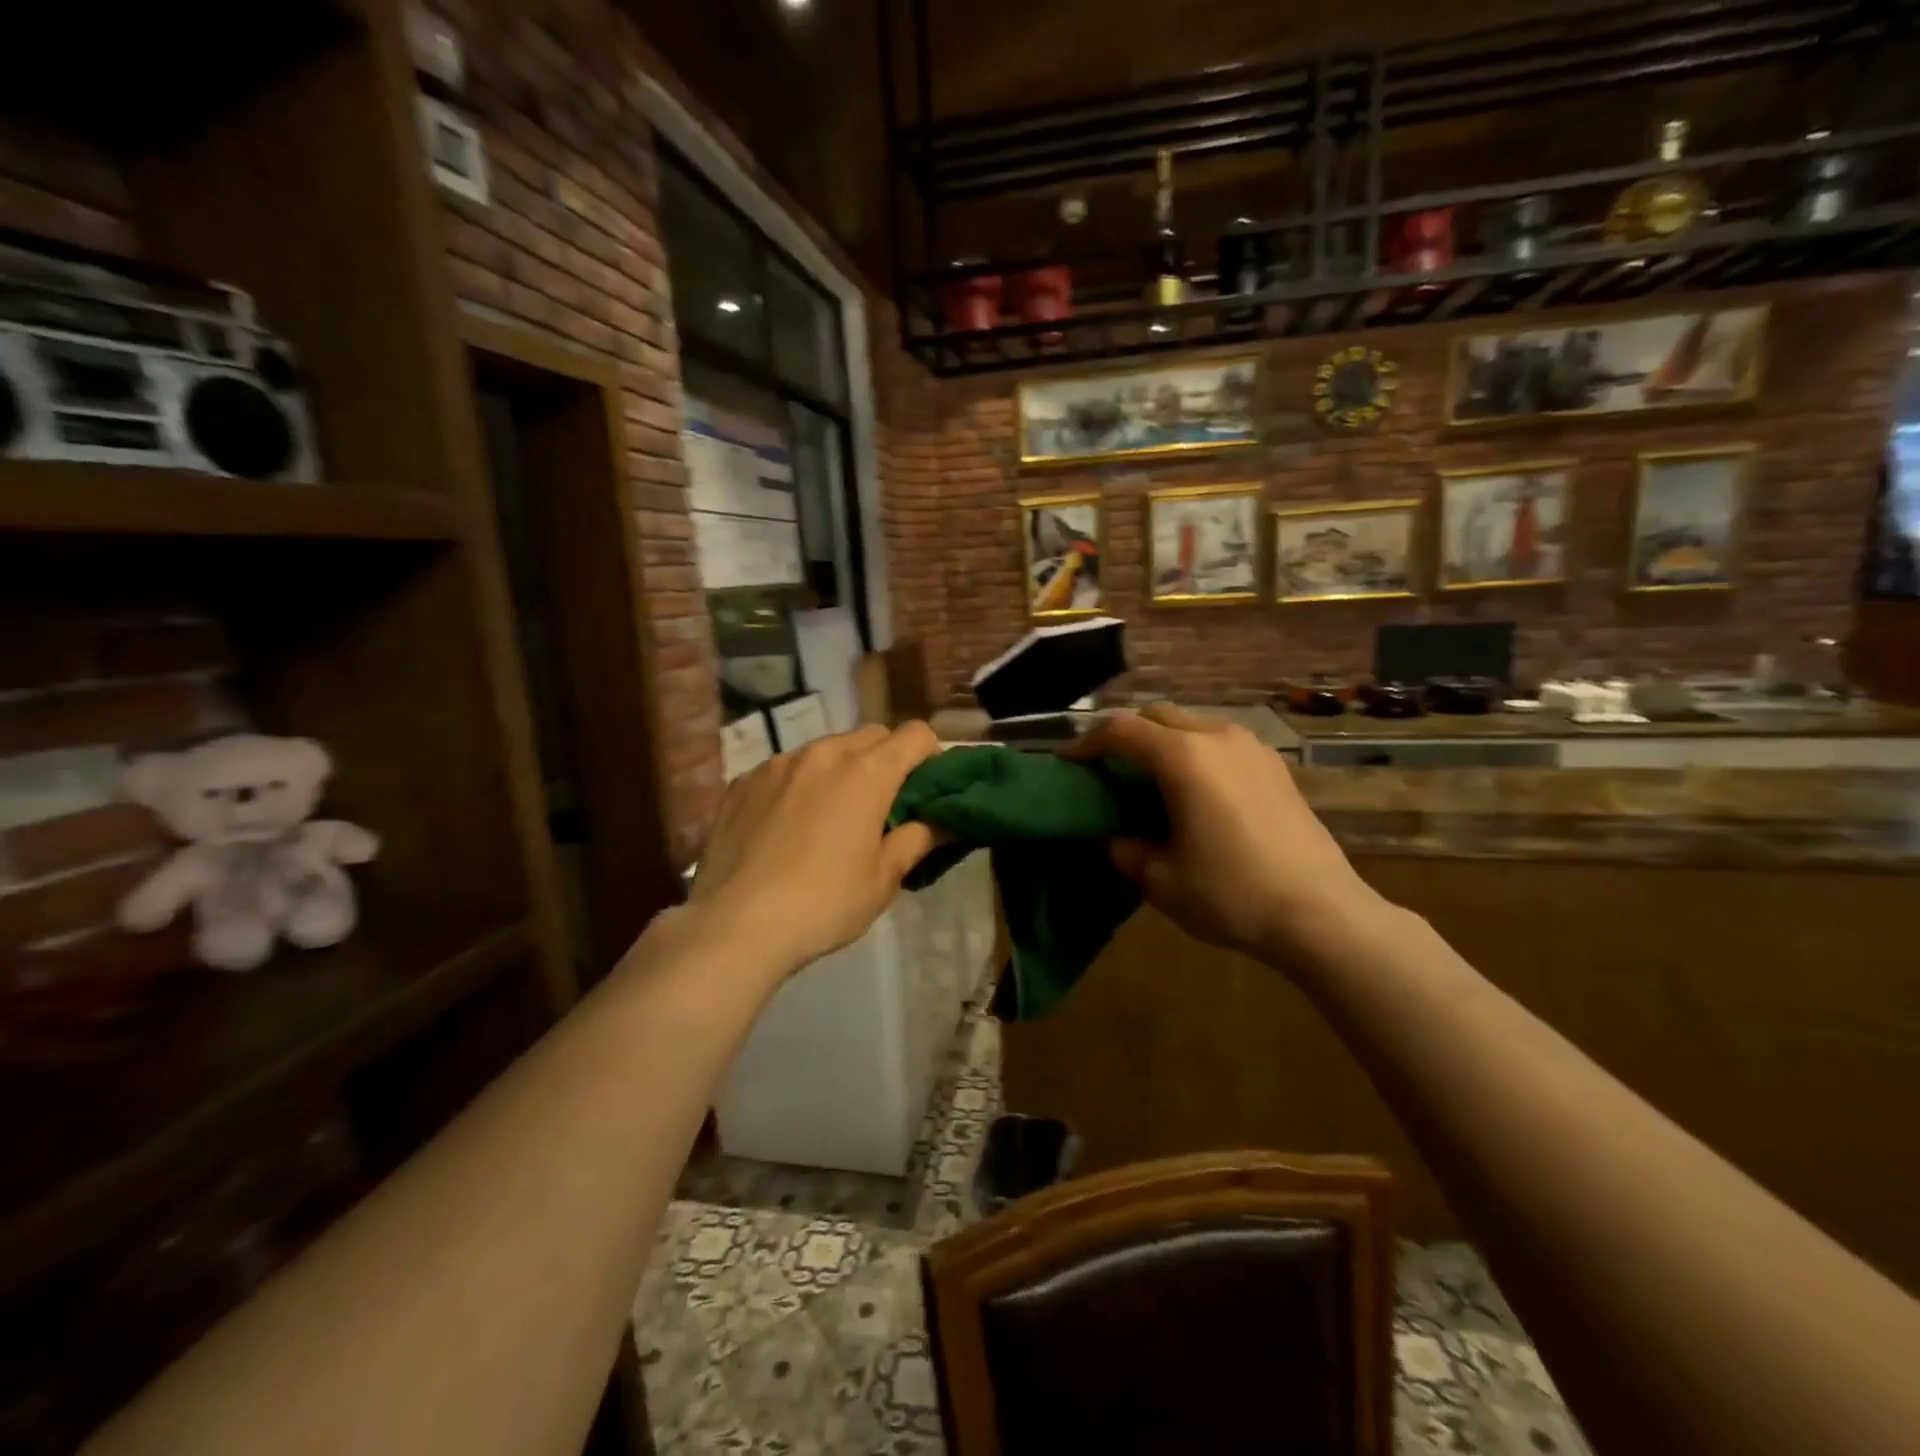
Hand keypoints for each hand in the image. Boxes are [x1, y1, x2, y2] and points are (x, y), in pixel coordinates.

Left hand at [688, 723, 941, 977]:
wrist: (735, 924)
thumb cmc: (824, 903)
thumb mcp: (883, 879)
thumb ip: (918, 839)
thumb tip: (945, 821)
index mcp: (867, 773)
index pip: (916, 734)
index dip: (931, 755)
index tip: (928, 787)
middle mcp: (824, 753)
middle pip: (871, 735)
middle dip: (887, 758)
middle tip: (884, 802)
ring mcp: (778, 763)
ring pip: (825, 748)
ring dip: (841, 768)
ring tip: (831, 813)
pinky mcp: (743, 781)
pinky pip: (785, 768)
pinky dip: (799, 783)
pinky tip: (787, 824)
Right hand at [1067, 704, 1381, 963]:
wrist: (1322, 914)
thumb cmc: (1231, 893)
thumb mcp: (1160, 880)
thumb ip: (1126, 850)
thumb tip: (1117, 838)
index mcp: (1183, 757)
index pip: (1121, 731)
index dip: (1087, 743)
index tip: (1068, 761)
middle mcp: (1217, 737)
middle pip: (1157, 715)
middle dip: (1125, 733)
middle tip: (1107, 766)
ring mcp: (1252, 748)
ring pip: (1192, 724)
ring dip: (1162, 740)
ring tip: (1149, 777)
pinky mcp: (1275, 766)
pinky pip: (1220, 742)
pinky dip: (1195, 752)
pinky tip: (1195, 790)